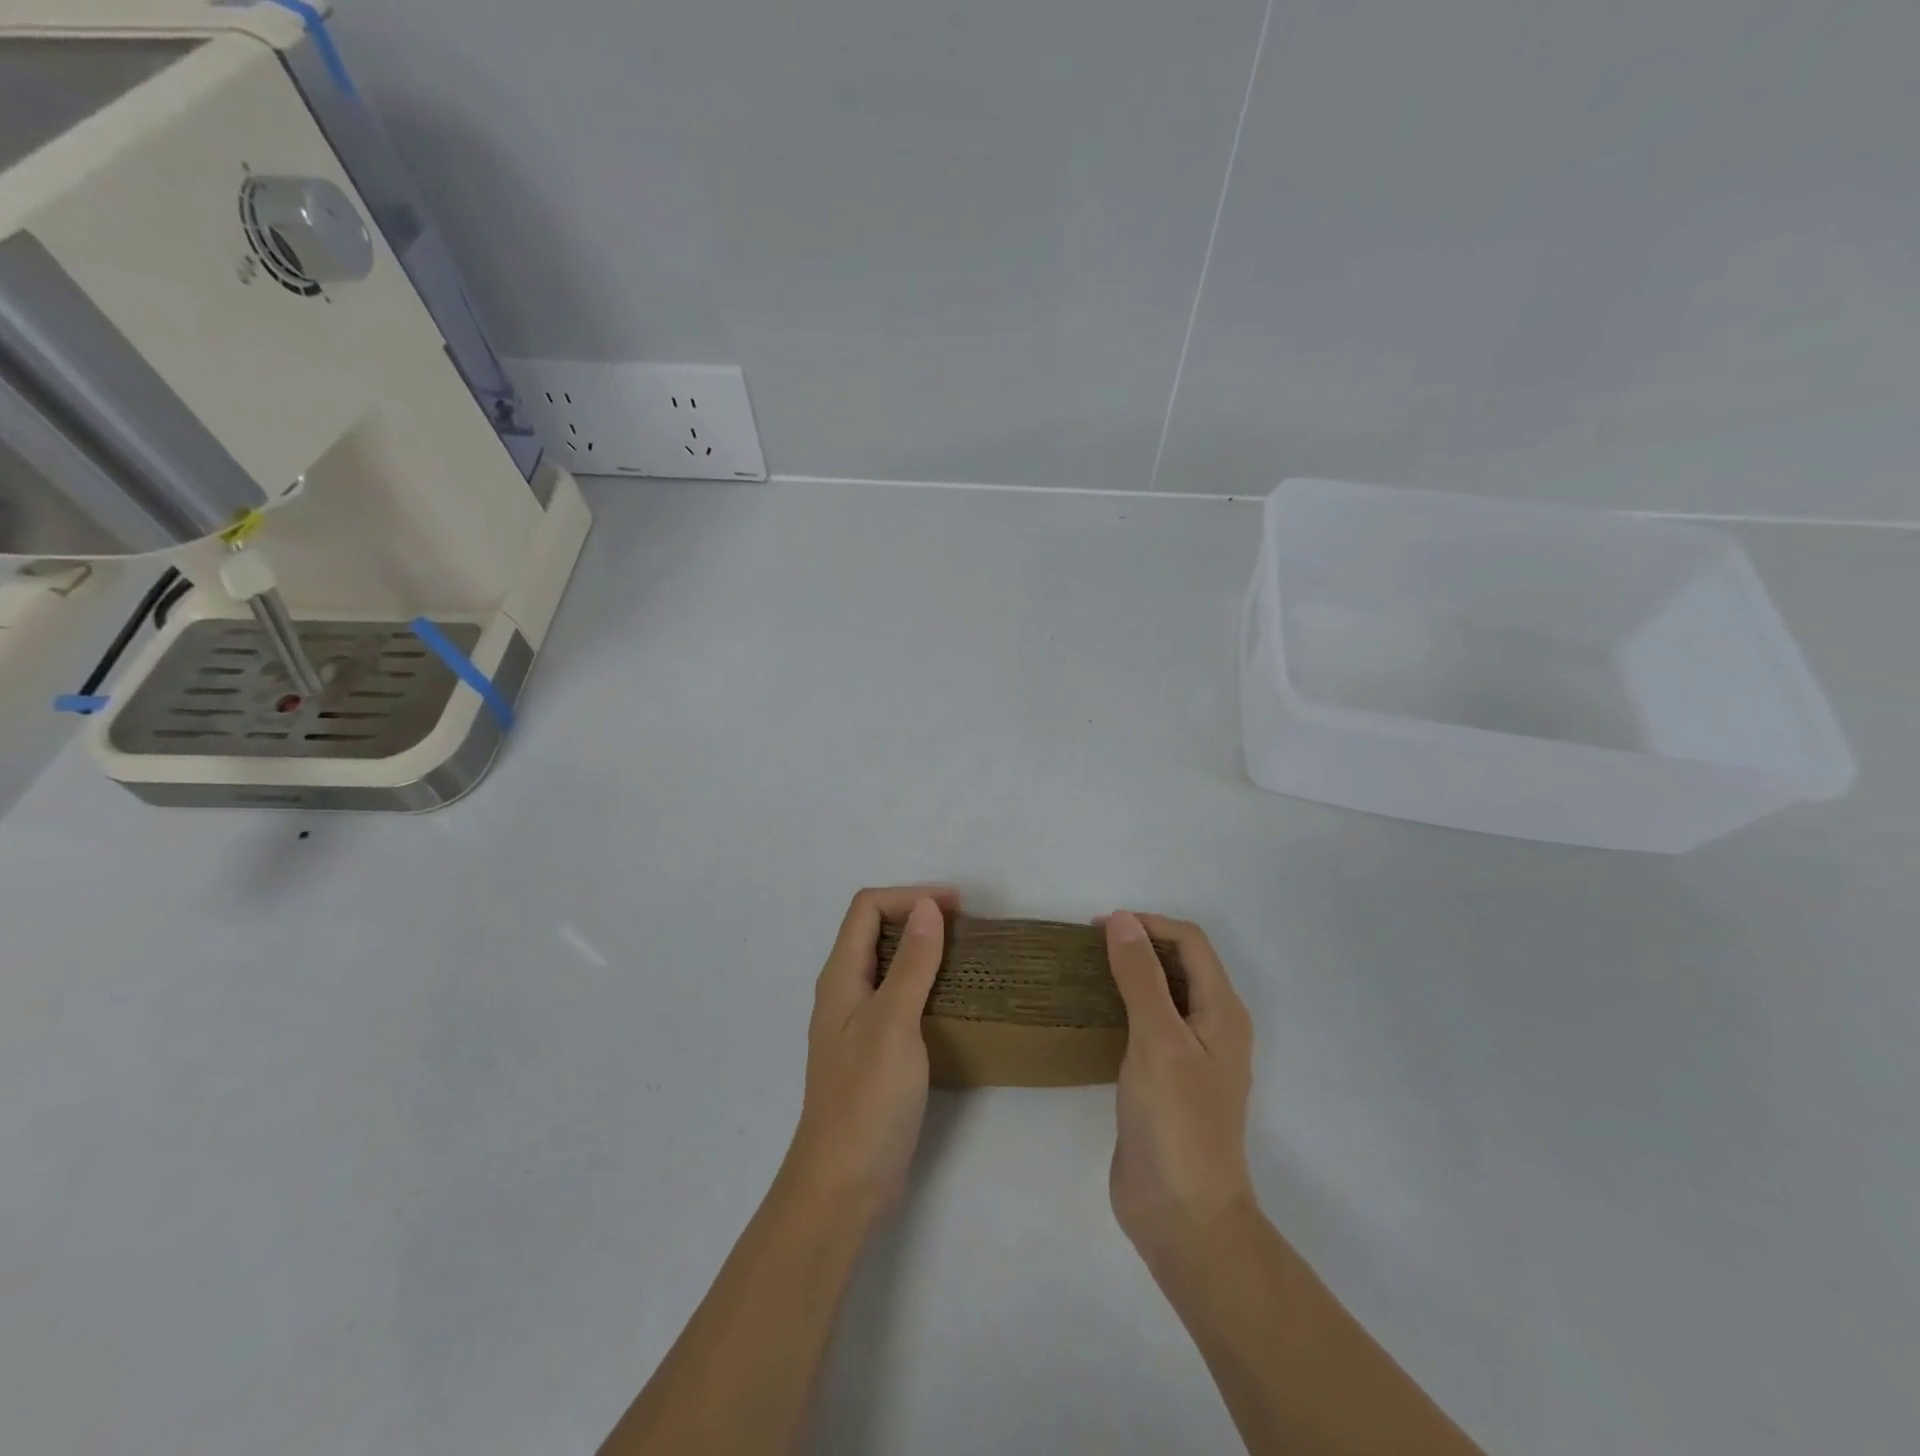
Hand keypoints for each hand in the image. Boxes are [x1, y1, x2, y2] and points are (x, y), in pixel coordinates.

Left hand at [783, 886, 958, 1220]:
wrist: (845, 1184)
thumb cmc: (867, 1099)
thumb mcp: (894, 1023)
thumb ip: (912, 964)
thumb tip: (927, 907)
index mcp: (841, 977)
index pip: (867, 909)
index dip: (909, 896)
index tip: (956, 906)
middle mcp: (845, 992)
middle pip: (876, 931)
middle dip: (918, 917)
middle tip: (966, 927)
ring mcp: (859, 1022)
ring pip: (889, 964)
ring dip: (924, 950)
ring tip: (966, 956)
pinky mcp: (875, 1050)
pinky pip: (900, 997)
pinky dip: (926, 983)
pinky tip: (954, 999)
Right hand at [1104, 911, 1256, 1262]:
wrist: (1183, 1216)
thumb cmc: (1177, 1122)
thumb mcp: (1158, 1039)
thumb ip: (1140, 977)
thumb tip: (1122, 920)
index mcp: (1222, 1011)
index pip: (1190, 942)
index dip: (1148, 924)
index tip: (1099, 928)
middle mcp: (1212, 1027)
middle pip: (1179, 964)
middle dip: (1139, 944)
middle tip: (1088, 946)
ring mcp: (1190, 1056)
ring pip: (1162, 994)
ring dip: (1130, 974)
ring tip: (1085, 971)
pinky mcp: (1166, 1081)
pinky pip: (1148, 1026)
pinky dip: (1124, 1006)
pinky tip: (1094, 1014)